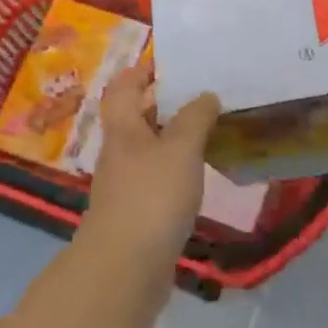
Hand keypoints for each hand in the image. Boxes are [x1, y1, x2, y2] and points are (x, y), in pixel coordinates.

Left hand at [82, 64, 220, 255]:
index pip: (124, 87)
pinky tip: (198, 171)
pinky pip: (156, 176)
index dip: (141, 71)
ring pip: (147, 147)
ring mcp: (126, 183)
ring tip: (207, 127)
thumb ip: (195, 118)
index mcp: (123, 128)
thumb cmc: (152, 196)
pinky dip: (175, 166)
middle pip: (135, 116)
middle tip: (200, 91)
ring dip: (172, 135)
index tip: (168, 61)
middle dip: (162, 101)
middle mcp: (119, 151)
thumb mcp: (180, 148)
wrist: (125, 266)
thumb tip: (206, 95)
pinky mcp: (137, 211)